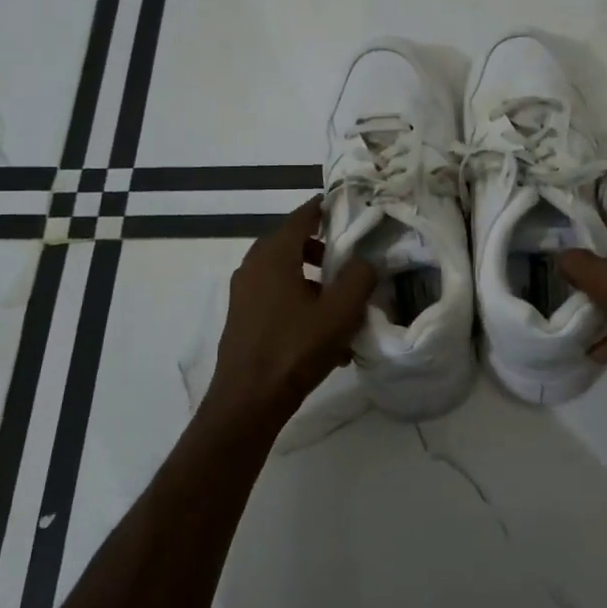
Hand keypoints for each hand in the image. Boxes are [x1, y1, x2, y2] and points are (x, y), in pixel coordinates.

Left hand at [202, 198, 376, 426]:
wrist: (249, 400)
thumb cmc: (296, 348)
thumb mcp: (340, 311)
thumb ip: (358, 277)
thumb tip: (363, 261)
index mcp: (274, 254)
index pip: (302, 216)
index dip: (324, 209)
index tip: (346, 207)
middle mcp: (253, 266)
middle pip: (292, 244)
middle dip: (323, 249)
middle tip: (350, 259)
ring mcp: (244, 293)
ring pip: (285, 274)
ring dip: (313, 281)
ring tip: (341, 304)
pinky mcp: (243, 318)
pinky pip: (277, 298)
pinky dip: (300, 303)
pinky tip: (324, 335)